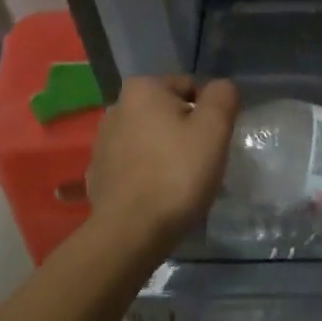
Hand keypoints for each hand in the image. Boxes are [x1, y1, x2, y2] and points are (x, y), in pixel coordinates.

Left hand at [86, 76, 239, 254]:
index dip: (208, 113)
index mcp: (142, 89)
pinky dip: (148, 173)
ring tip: (180, 182)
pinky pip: (134, 165)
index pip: (189, 87)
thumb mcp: (214, 128)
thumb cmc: (176, 173)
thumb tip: (221, 88)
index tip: (212, 142)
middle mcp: (116, 108)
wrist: (130, 233)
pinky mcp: (98, 174)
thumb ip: (223, 97)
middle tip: (200, 162)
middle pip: (167, 112)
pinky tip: (159, 195)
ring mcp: (102, 143)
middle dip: (185, 131)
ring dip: (166, 152)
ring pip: (150, 139)